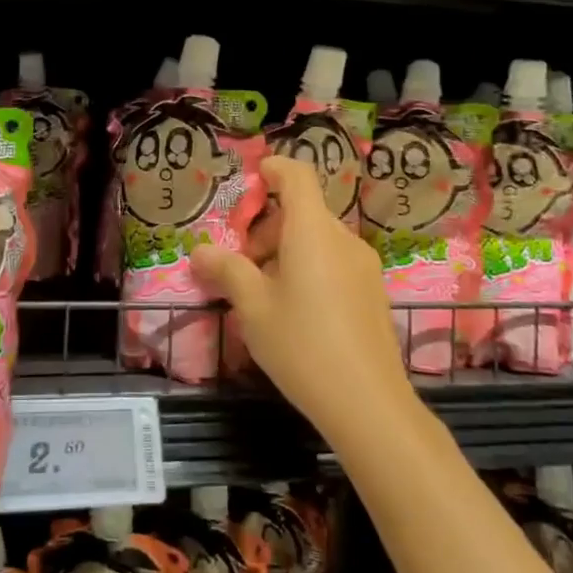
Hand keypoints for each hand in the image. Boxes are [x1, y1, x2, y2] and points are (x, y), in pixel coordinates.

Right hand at [192, 156, 415, 449]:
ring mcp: (364, 266)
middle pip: (303, 212)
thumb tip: (199, 252)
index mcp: (313, 230)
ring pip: (318, 240)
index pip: (297, 176)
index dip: (273, 169)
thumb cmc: (301, 344)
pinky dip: (308, 269)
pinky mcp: (372, 293)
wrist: (368, 403)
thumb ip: (226, 271)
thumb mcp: (252, 307)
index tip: (251, 181)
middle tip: (240, 265)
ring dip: (285, 252)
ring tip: (262, 293)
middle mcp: (343, 239)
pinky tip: (294, 312)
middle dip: (267, 228)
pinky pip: (334, 263)